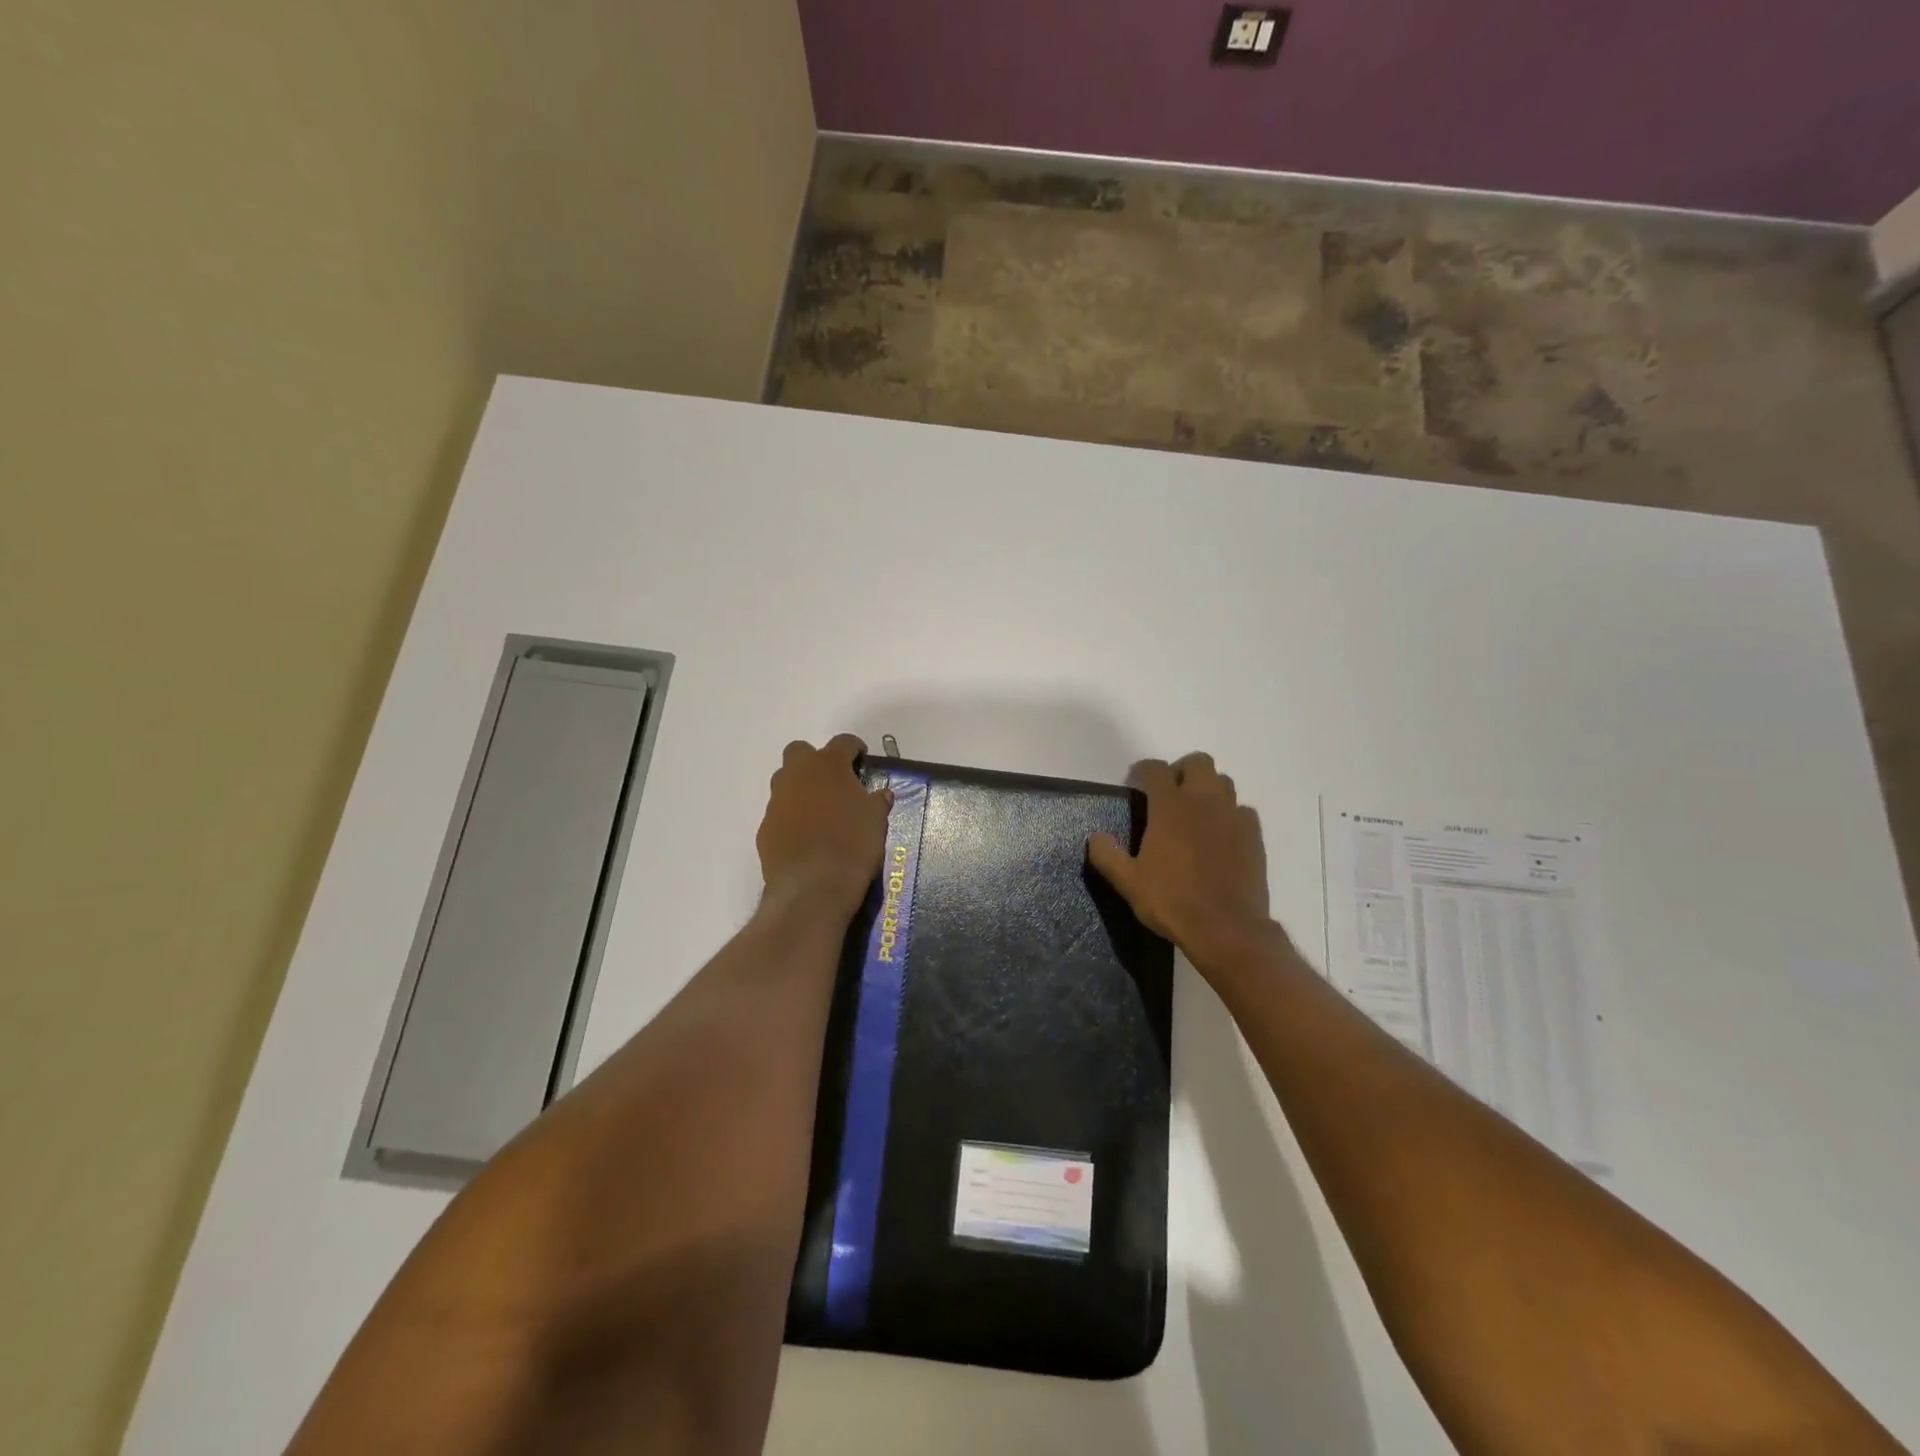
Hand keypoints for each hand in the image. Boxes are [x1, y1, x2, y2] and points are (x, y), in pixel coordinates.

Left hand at [757, 734, 892, 915]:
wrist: (814, 886)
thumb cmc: (852, 844)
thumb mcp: (876, 821)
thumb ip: (876, 802)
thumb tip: (881, 795)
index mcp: (828, 765)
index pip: (842, 742)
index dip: (854, 748)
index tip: (861, 758)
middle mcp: (797, 775)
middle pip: (799, 751)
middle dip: (815, 761)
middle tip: (834, 781)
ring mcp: (776, 801)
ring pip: (784, 782)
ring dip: (800, 788)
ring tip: (820, 811)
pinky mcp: (765, 828)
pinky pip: (779, 813)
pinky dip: (791, 818)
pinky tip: (806, 838)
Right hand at [1087, 753, 1277, 970]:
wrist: (1227, 928)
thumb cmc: (1172, 901)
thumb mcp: (1128, 882)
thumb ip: (1108, 855)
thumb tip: (1096, 837)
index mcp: (1170, 806)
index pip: (1155, 769)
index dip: (1142, 771)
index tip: (1134, 782)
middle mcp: (1204, 801)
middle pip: (1198, 762)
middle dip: (1181, 770)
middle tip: (1168, 793)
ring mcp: (1233, 816)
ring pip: (1224, 782)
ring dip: (1207, 788)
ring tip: (1195, 812)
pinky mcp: (1254, 836)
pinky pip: (1242, 810)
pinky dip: (1229, 814)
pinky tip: (1220, 835)